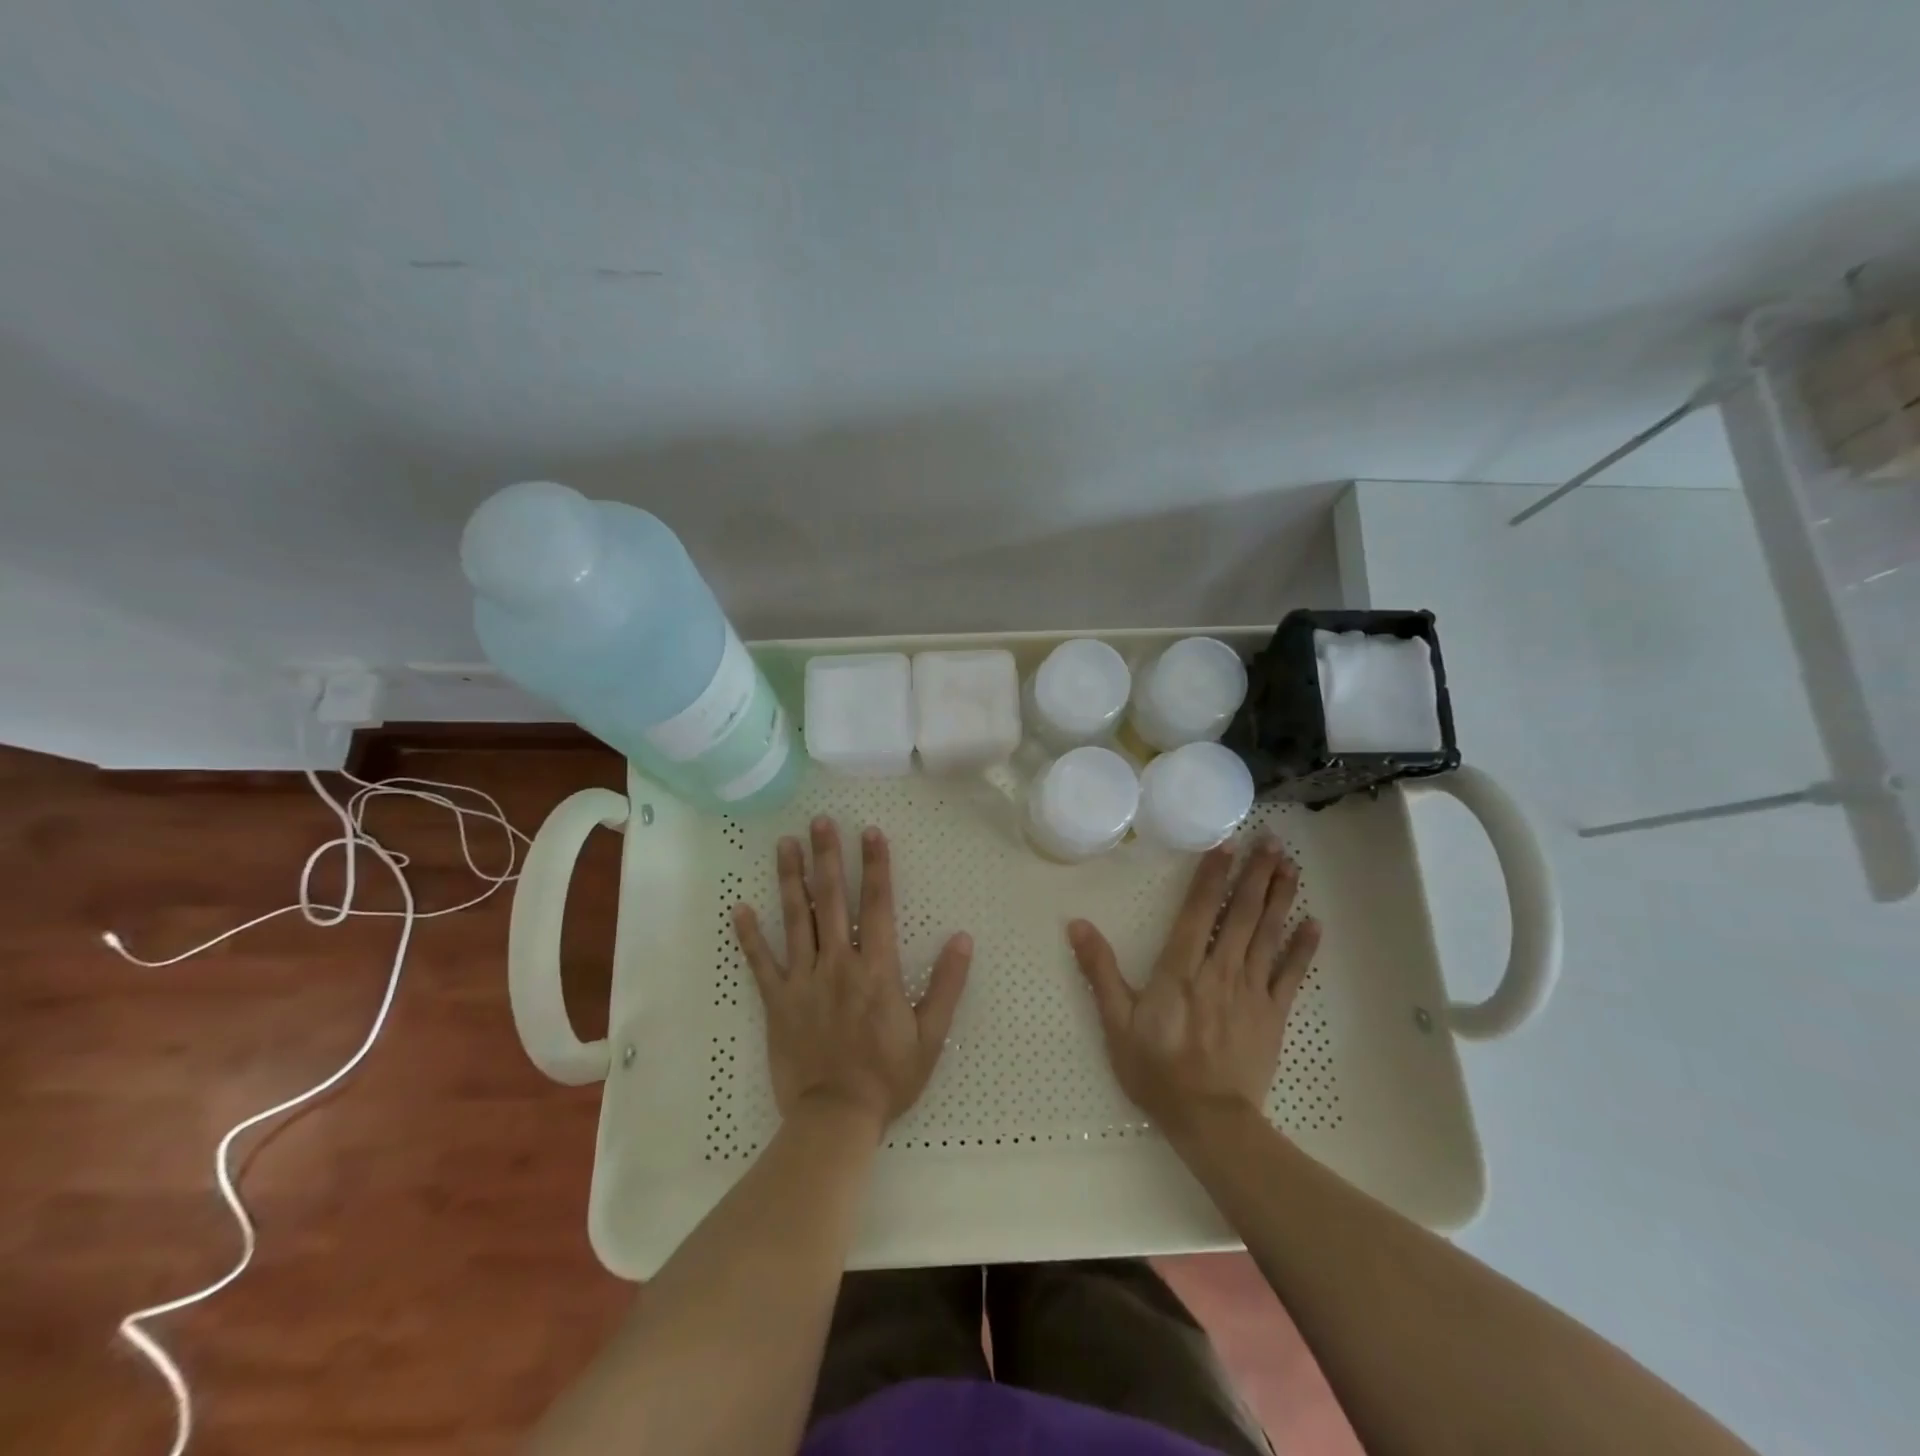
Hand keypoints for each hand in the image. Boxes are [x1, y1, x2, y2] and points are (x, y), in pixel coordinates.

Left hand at [733, 816, 972, 1133]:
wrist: (835, 1118)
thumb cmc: (888, 1076)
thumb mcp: (930, 1035)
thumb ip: (946, 985)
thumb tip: (962, 938)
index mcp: (877, 969)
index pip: (878, 905)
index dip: (876, 866)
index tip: (870, 832)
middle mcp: (838, 964)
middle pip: (833, 900)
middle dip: (828, 857)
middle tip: (820, 822)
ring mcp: (803, 980)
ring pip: (796, 920)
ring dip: (791, 879)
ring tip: (785, 844)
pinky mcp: (777, 1001)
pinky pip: (760, 963)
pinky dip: (749, 936)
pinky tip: (739, 908)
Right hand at [1068, 836, 1321, 1136]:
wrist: (1209, 1121)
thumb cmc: (1156, 1069)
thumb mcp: (1116, 1021)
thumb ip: (1099, 971)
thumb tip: (1077, 925)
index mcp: (1180, 970)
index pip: (1197, 912)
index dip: (1213, 876)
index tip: (1227, 845)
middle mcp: (1219, 971)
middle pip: (1241, 915)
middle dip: (1256, 875)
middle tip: (1271, 841)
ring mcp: (1251, 991)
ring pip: (1268, 935)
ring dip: (1280, 898)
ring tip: (1291, 866)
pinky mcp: (1273, 1014)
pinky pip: (1291, 975)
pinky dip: (1303, 949)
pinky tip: (1314, 924)